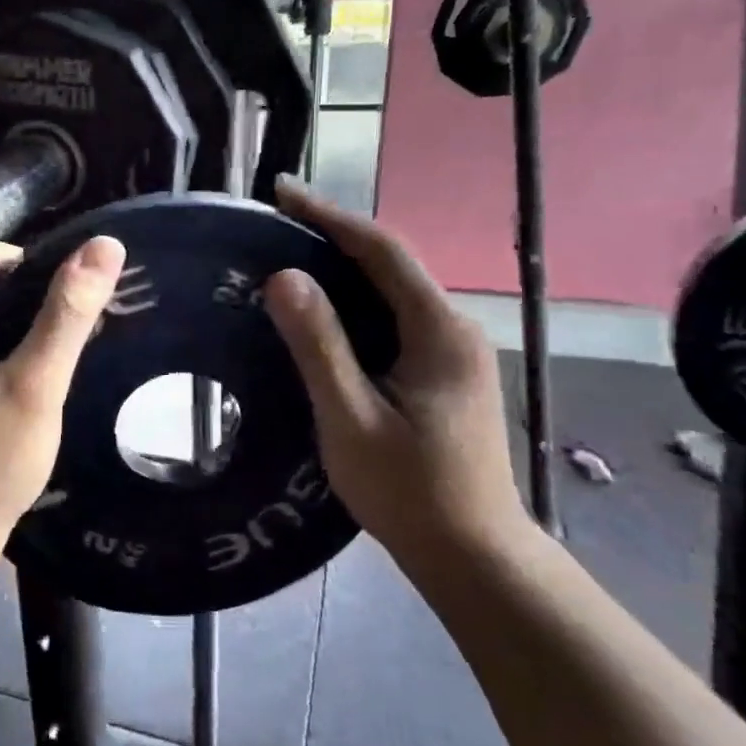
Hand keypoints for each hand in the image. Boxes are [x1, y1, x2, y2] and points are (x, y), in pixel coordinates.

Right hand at [263, 181, 529, 561]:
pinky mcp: (445, 372)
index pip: (382, 250)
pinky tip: (323, 314)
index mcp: (438, 330)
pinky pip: (395, 318)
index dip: (329, 216)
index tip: (281, 192)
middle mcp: (454, 328)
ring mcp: (454, 351)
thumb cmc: (408, 490)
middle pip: (390, 263)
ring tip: (288, 257)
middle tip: (274, 222)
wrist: (472, 553)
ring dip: (343, 268)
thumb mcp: (350, 418)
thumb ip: (319, 346)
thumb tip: (283, 276)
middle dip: (333, 235)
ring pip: (393, 291)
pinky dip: (356, 303)